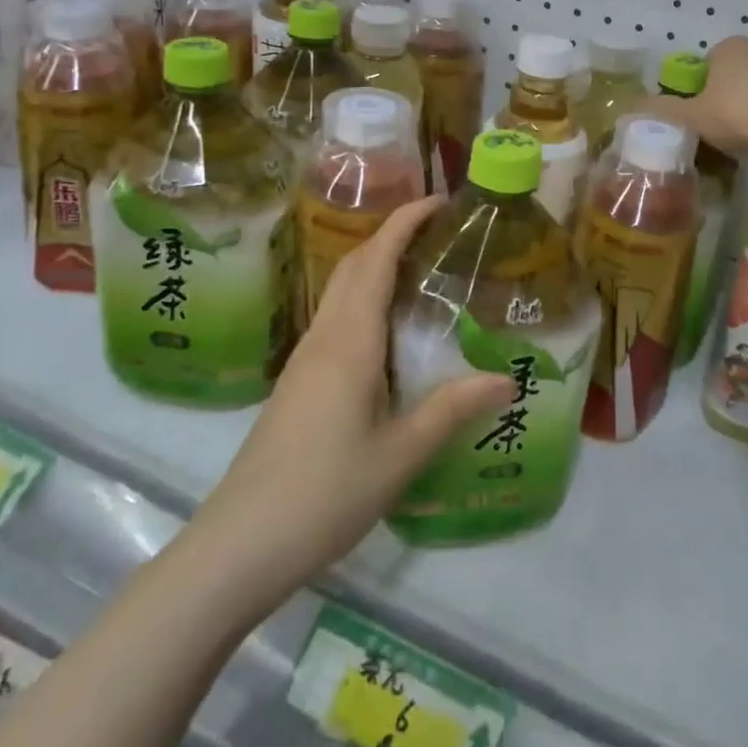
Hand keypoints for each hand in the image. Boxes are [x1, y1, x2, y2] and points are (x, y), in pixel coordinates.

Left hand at [194, 197, 514, 611]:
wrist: (238, 545)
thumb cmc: (324, 493)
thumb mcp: (401, 454)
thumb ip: (453, 409)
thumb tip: (509, 379)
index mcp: (350, 341)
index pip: (377, 259)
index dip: (405, 221)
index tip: (440, 201)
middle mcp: (324, 337)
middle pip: (355, 265)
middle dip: (393, 234)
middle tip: (440, 232)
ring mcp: (304, 359)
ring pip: (342, 290)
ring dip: (377, 265)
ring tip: (423, 271)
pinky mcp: (297, 383)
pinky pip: (336, 319)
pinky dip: (365, 299)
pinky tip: (389, 330)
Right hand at [643, 36, 747, 156]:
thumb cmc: (738, 114)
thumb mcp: (692, 116)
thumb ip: (663, 110)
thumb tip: (633, 105)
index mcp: (730, 47)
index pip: (707, 63)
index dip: (699, 88)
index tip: (699, 113)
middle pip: (734, 75)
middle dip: (726, 98)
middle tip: (719, 128)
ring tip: (746, 140)